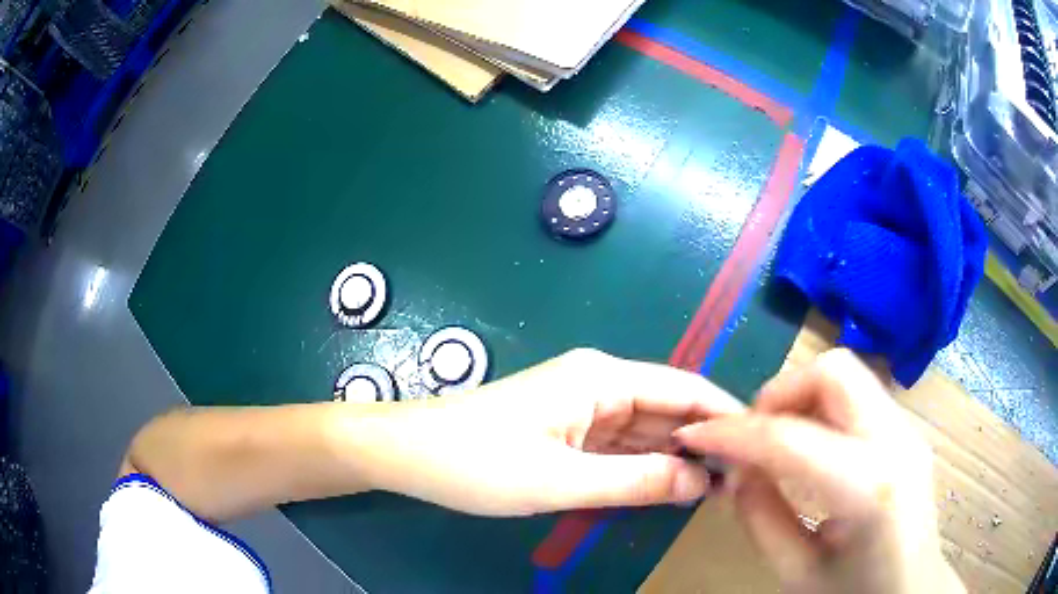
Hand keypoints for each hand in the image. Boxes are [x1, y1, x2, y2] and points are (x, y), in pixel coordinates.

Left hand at [339, 349, 743, 515]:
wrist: (410, 455)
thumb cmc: (478, 463)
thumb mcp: (562, 481)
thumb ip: (637, 482)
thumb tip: (702, 482)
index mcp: (602, 378)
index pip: (685, 388)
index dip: (724, 417)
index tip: (758, 449)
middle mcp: (600, 383)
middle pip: (669, 409)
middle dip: (704, 442)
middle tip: (741, 481)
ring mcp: (583, 407)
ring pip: (647, 430)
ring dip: (677, 457)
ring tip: (717, 489)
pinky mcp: (568, 428)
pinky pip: (621, 445)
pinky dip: (645, 465)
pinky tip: (669, 487)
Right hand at [673, 349, 964, 593]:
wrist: (913, 590)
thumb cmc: (855, 593)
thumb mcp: (796, 573)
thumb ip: (761, 518)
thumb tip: (737, 471)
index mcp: (870, 488)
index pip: (792, 437)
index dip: (734, 432)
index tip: (696, 435)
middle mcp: (897, 441)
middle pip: (834, 371)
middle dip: (780, 392)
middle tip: (751, 434)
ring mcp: (908, 429)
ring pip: (847, 374)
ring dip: (802, 397)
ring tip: (777, 441)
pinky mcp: (908, 429)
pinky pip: (859, 395)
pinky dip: (823, 408)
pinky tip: (810, 449)